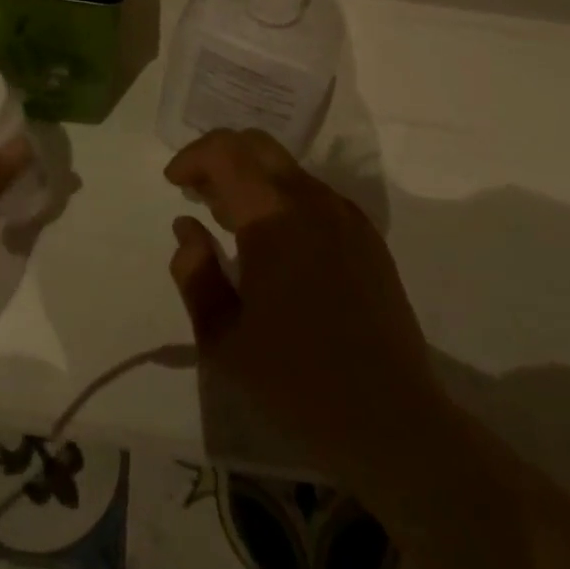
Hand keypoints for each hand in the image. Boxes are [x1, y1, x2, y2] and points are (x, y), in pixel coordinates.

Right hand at [165, 128, 444, 468]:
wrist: (395, 423)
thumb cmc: (298, 382)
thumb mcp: (223, 338)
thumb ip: (195, 274)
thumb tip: (187, 228)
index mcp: (274, 217)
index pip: (225, 152)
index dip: (192, 157)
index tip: (174, 184)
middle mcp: (312, 201)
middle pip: (257, 145)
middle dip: (220, 157)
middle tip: (199, 194)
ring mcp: (345, 216)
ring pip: (286, 169)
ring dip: (251, 180)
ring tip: (232, 223)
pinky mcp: (367, 237)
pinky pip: (314, 195)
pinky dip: (282, 199)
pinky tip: (276, 246)